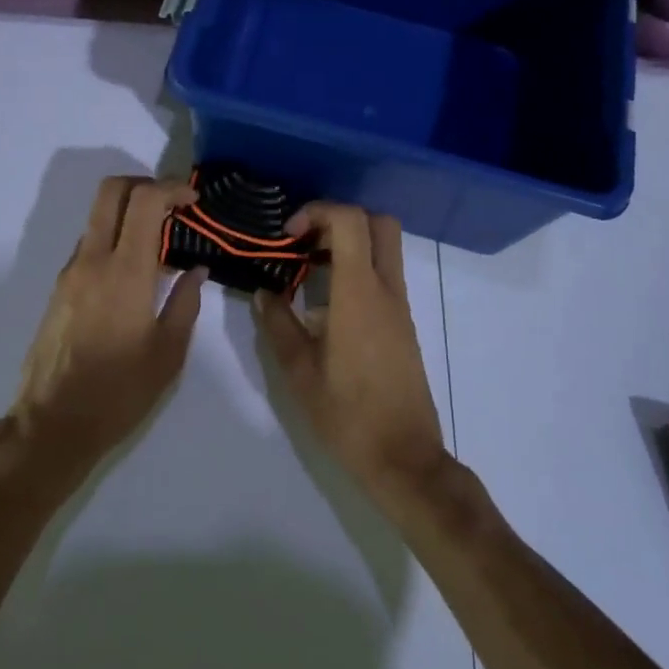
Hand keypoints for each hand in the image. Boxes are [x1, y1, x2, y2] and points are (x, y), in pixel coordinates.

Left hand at [12, 176, 206, 471]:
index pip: (145, 201)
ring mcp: (71, 272)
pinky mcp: (60, 289)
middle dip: (144, 184)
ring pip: (97, 217)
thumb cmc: (119, 392)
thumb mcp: (168, 353)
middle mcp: (92, 260)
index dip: (172, 187)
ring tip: (159, 243)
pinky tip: (134, 273)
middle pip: (111, 191)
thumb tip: (195, 270)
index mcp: (125, 271)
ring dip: (128, 214)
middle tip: (173, 204)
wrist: (52, 424)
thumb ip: (185, 303)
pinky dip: (114, 240)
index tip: (194, 200)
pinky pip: (89, 245)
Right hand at [253, 204, 446, 497]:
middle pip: (379, 222)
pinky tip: (327, 300)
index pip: (350, 221)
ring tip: (309, 267)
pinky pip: (384, 274)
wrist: (404, 457)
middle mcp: (386, 290)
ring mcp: (400, 306)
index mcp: (358, 294)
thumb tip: (264, 293)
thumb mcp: (299, 372)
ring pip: (385, 247)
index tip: (288, 235)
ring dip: (350, 241)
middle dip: (339, 217)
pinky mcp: (403, 323)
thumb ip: (278, 324)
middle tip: (305, 240)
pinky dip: (358, 267)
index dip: (317, 212)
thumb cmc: (347, 415)